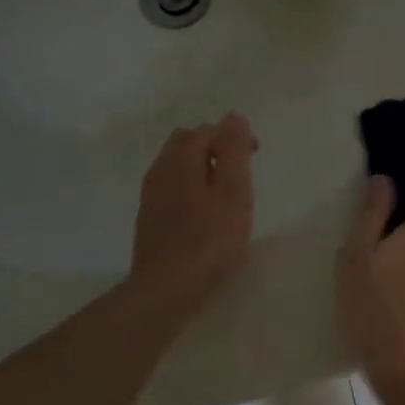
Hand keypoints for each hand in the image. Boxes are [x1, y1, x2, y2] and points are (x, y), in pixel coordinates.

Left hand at [128, 113, 256, 317]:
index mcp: (181, 159)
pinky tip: (205, 215)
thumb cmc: (209, 238)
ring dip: (202, 170)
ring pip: (177, 167)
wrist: (167, 287)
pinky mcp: (149, 218)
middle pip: (186, 143)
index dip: (234, 138)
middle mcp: (160, 170)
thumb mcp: (233, 191)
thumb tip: (234, 117)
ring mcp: (151, 195)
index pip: (207, 130)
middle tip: (240, 173)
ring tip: (226, 196)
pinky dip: (191, 189)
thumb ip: (234, 151)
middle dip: (214, 149)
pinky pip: (171, 189)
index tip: (255, 158)